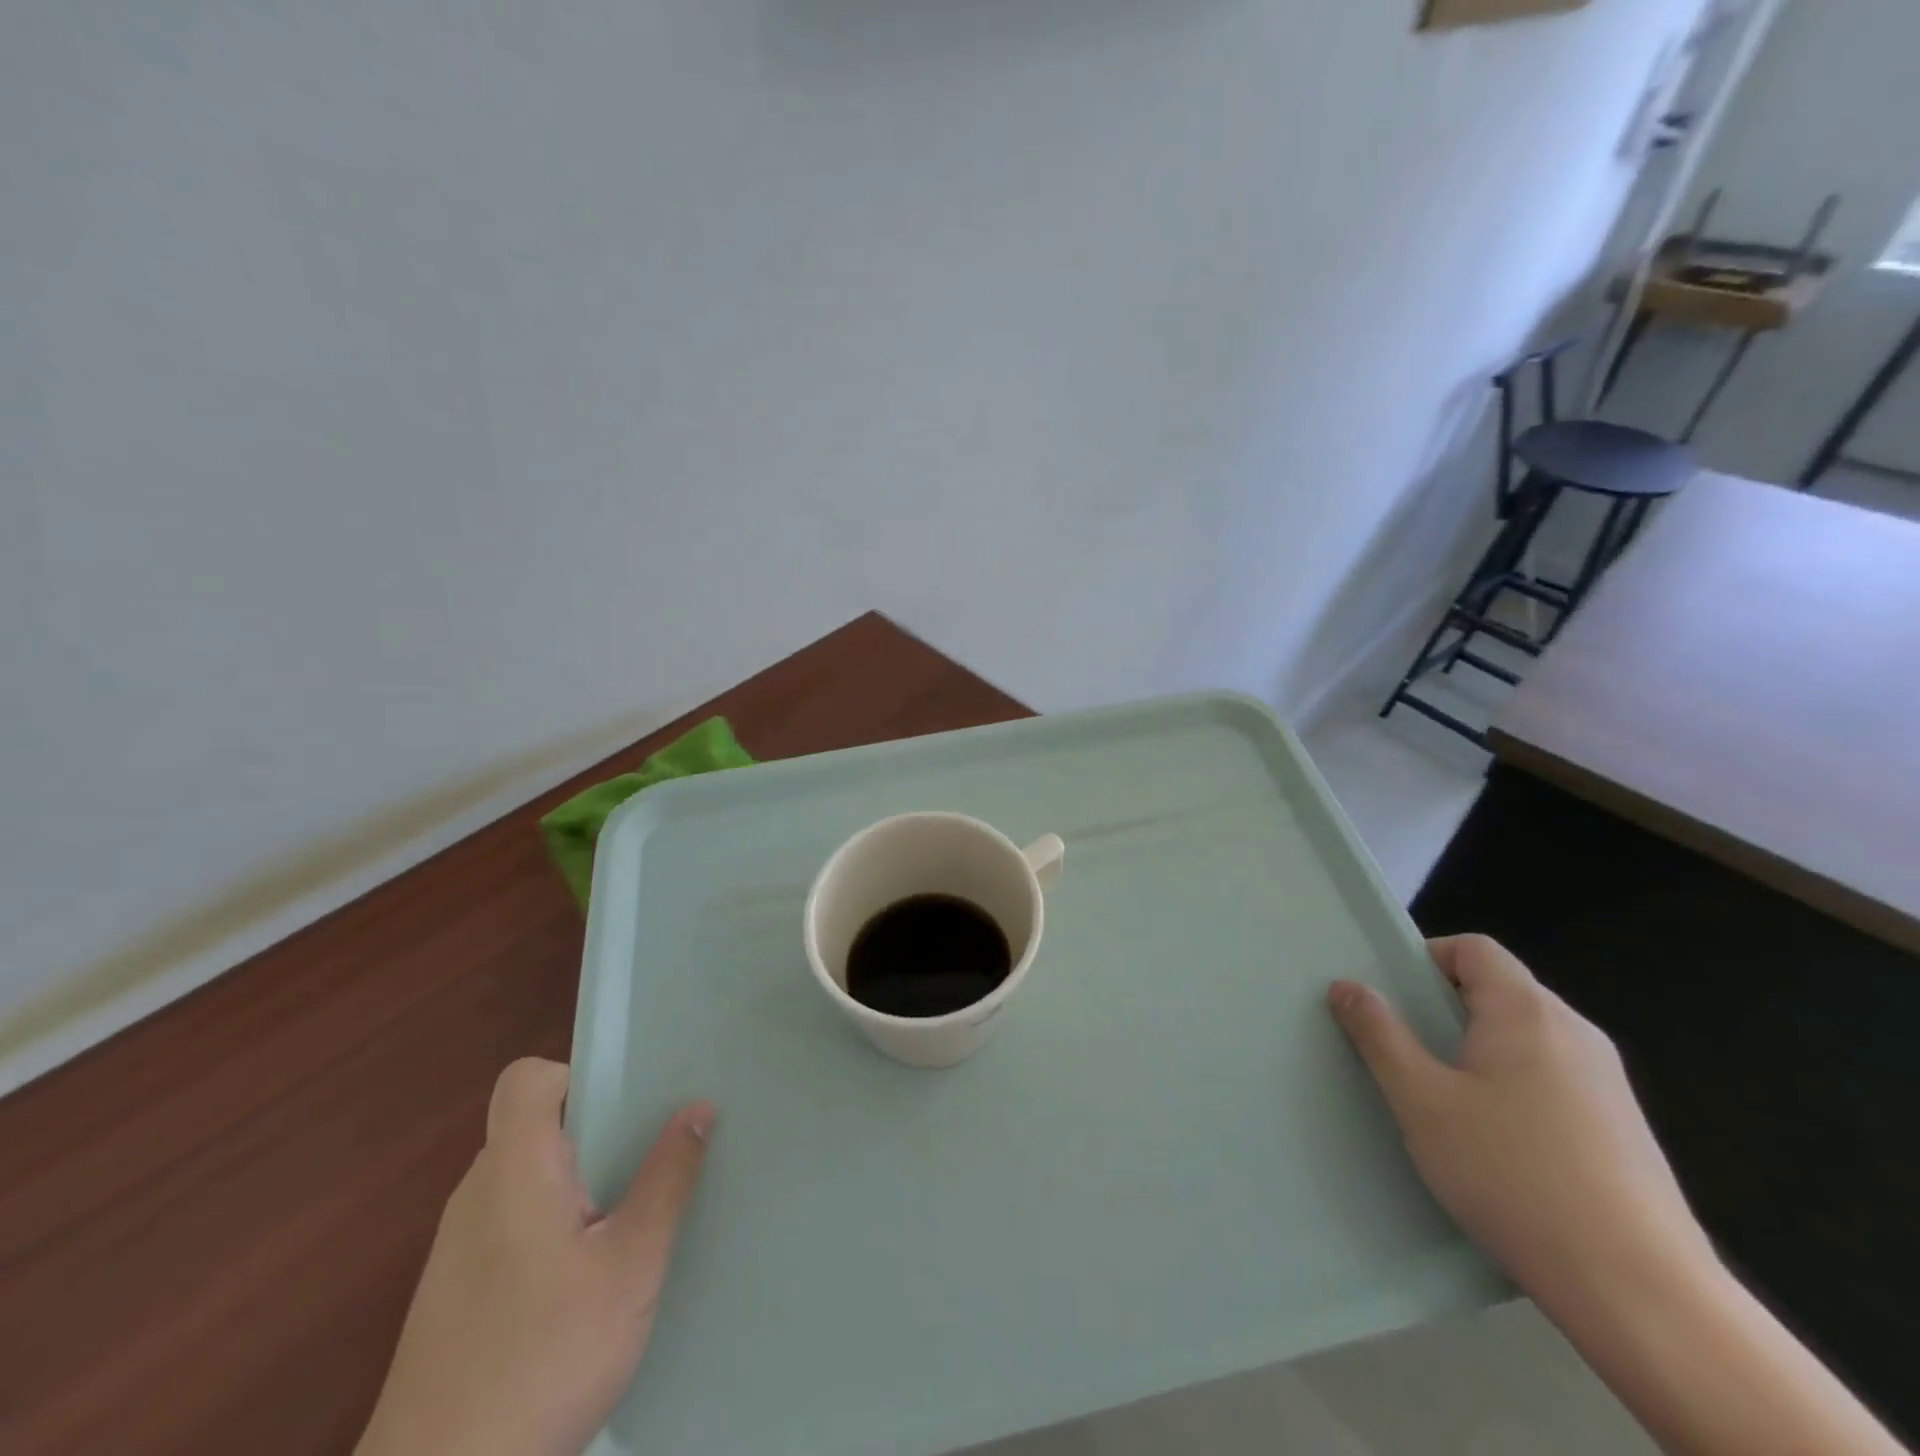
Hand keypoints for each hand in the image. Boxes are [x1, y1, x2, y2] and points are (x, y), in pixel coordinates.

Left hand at [356, 1059, 714, 1455]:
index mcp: (514, 1169)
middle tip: (651, 1153)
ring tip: (629, 1212)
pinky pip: (510, 1222)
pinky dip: (552, 1223)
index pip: (526, 1079)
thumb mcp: (630, 1265)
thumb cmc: (543, 1359)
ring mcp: (457, 1247)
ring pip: (525, 1177)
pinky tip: (586, 1275)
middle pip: (534, 1125)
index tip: (626, 1104)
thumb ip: (667, 1179)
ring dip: (577, 1180)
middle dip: (595, 1130)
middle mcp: (477, 1194)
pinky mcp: (454, 1294)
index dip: (575, 1074)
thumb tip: (698, 1106)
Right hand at [1327, 934, 1711, 1321]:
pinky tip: (1496, 1143)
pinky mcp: (1624, 1128)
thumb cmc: (1513, 1175)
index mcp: (1527, 1011)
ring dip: (1477, 1051)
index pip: (1474, 949)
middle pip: (1498, 990)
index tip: (1392, 1000)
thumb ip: (1379, 1035)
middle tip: (1404, 1051)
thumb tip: (1347, 986)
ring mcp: (1608, 1082)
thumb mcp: (1421, 1100)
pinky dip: (1513, 1086)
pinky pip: (1552, 1078)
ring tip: (1443, 1100)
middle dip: (1444, 1009)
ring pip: (1524, 1038)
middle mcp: (1574, 1032)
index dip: (1426, 959)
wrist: (1642, 1295)